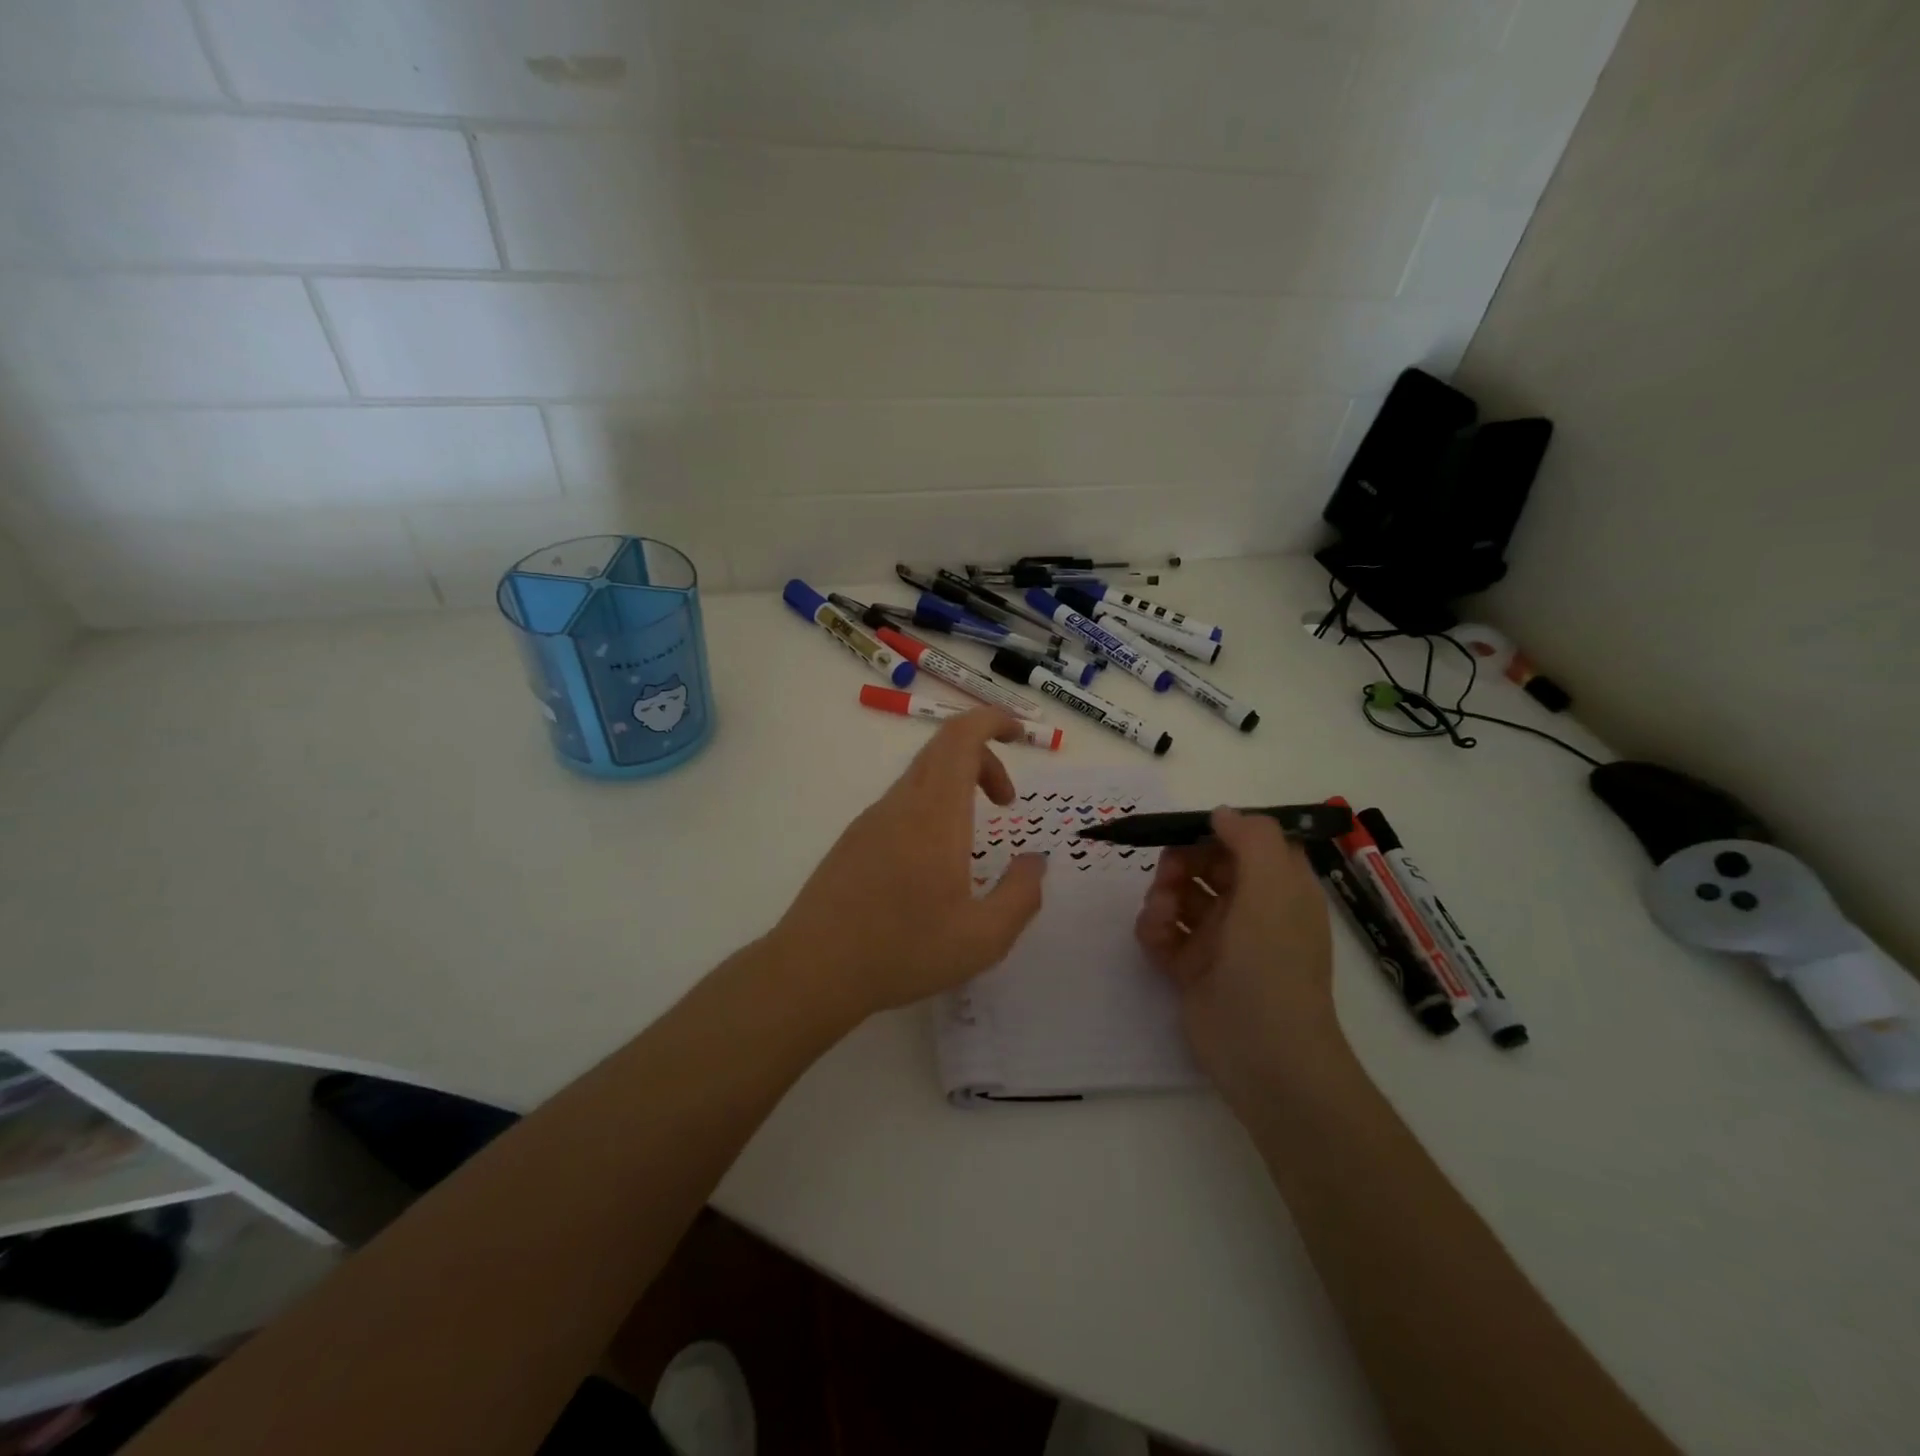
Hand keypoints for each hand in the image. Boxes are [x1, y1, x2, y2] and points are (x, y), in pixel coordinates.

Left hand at [771, 708, 1046, 1021]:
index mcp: (935, 814)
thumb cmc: (903, 952)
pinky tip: (935, 862)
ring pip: (922, 775)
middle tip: (1007, 801)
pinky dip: (933, 806)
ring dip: (958, 785)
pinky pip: (902, 800)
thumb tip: (1036, 861)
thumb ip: (1021, 895)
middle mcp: (901, 804)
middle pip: (943, 747)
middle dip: (984, 757)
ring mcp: (872, 819)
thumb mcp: (983, 938)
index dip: (992, 720)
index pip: (961, 737)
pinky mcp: (855, 838)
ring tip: (975, 838)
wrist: (813, 969)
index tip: (1020, 735)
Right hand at [1135, 808, 1340, 1102]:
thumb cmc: (1272, 964)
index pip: (1246, 843)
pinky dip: (1153, 929)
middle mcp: (1251, 908)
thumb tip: (1221, 814)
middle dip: (1180, 863)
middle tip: (1169, 879)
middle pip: (1206, 864)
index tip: (1186, 834)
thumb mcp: (1273, 889)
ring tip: (1160, 916)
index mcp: (1280, 888)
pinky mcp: (1192, 968)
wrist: (1262, 1055)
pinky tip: (1154, 938)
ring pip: (1180, 896)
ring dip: (1162, 896)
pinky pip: (1164, 932)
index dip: (1216, 833)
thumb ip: (1251, 839)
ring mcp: (1220, 940)